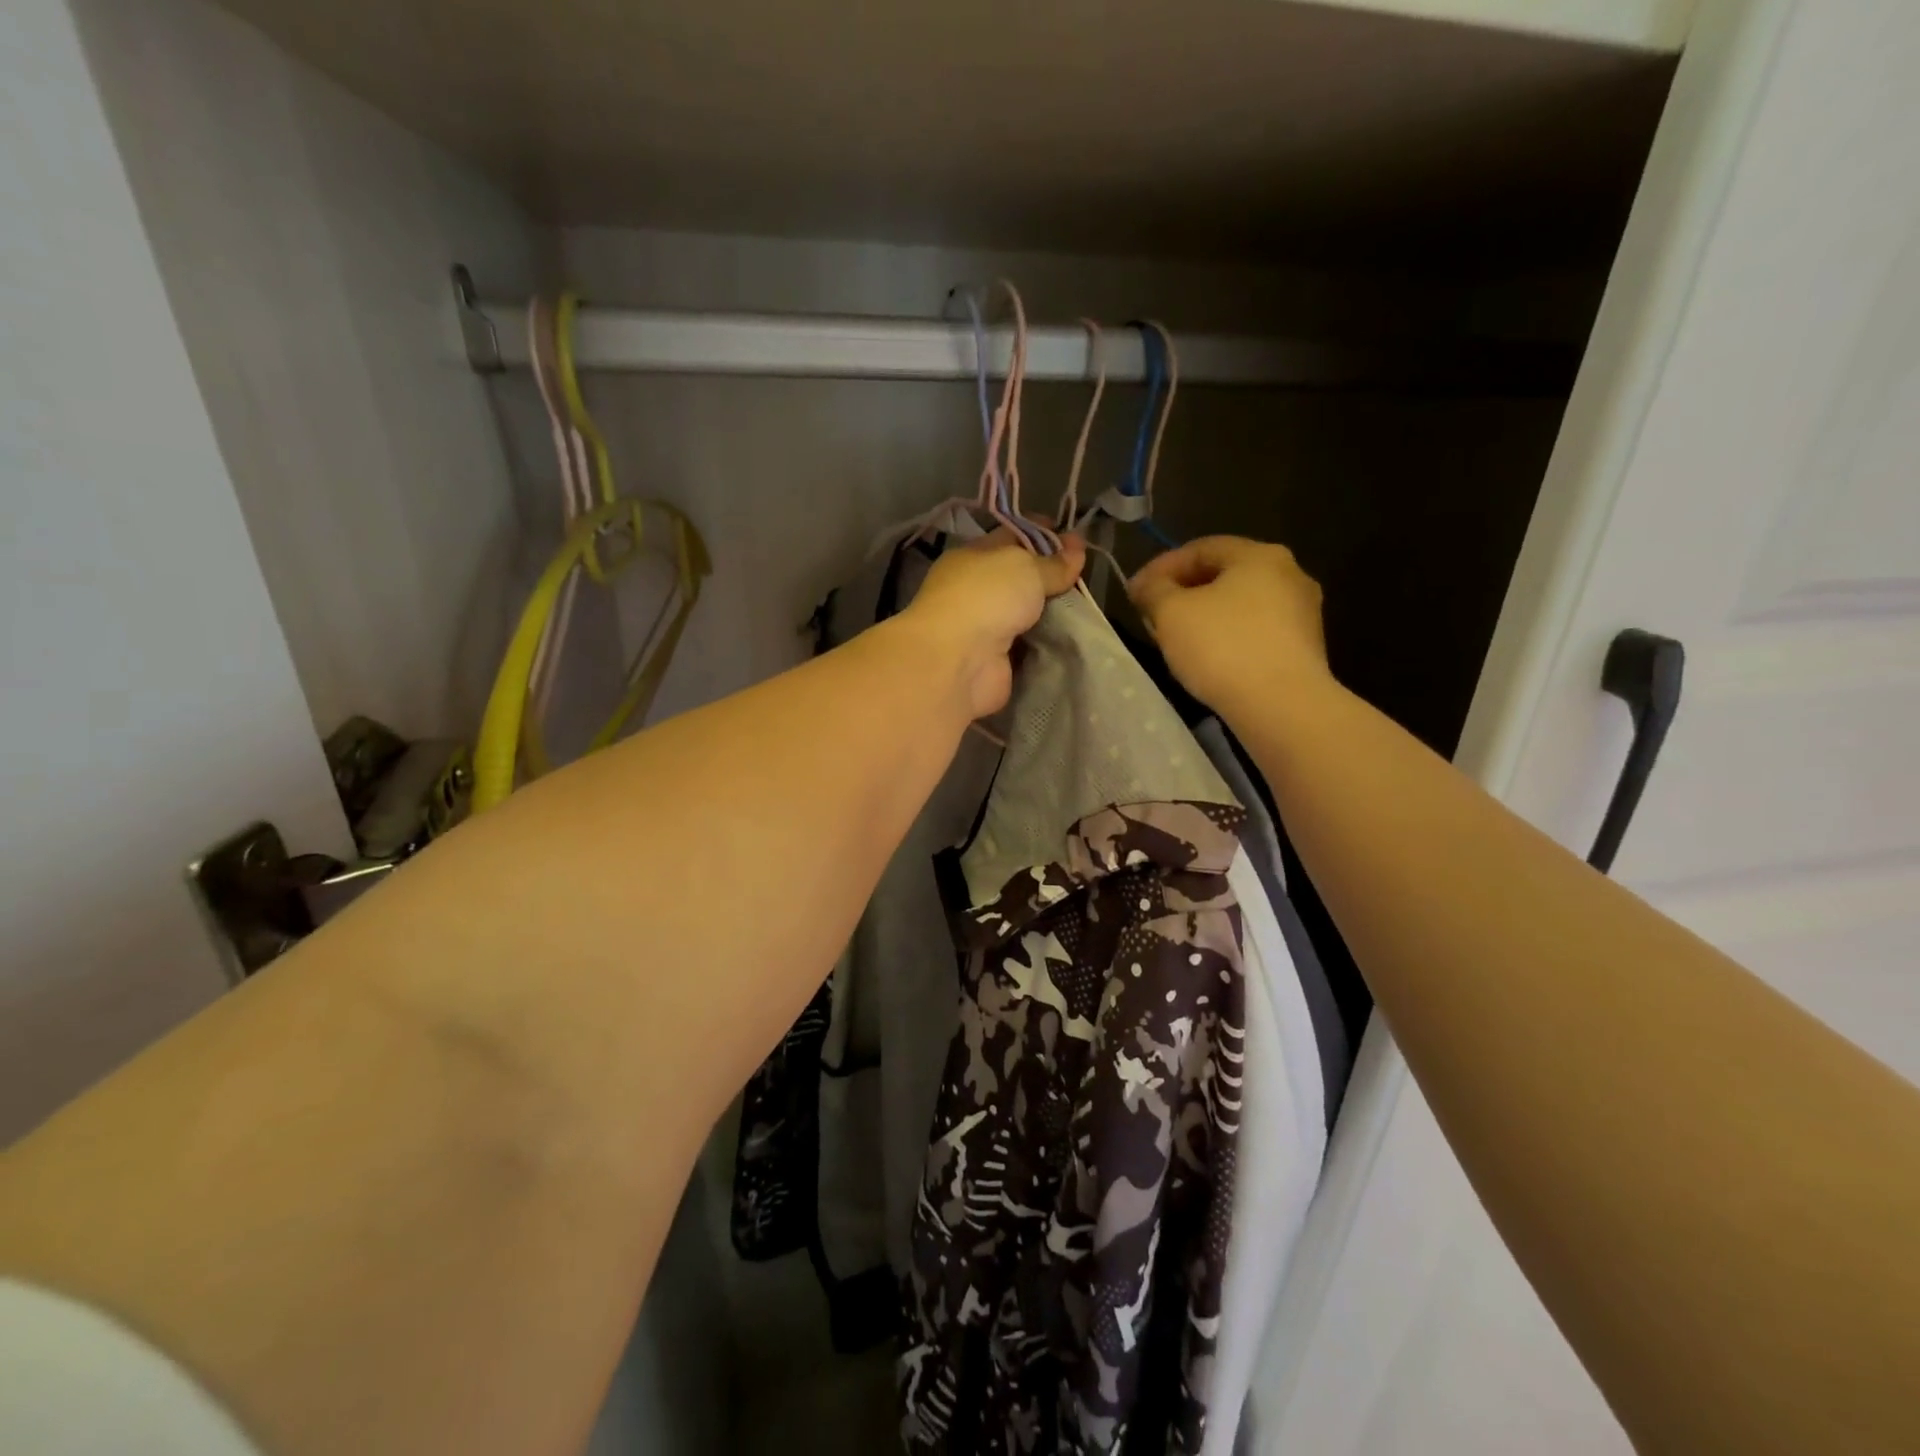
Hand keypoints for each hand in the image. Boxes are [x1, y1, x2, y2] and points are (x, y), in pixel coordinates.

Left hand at [901, 528, 1085, 718]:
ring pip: (1025, 612)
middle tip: (1084, 572)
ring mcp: (984, 626)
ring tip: (1084, 603)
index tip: (1073, 536)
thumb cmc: (986, 598)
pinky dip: (1047, 641)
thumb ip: (1052, 563)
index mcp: (972, 557)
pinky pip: (1028, 644)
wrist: (959, 661)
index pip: (1010, 536)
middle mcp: (975, 590)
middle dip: (1050, 574)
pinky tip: (1073, 635)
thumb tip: (1076, 551)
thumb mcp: (1025, 567)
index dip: (1041, 534)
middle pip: (1019, 577)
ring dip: (1050, 610)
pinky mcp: (996, 659)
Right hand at [1129, 536, 1330, 719]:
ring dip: (1204, 616)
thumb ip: (1154, 590)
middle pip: (1223, 575)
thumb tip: (1147, 585)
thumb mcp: (1171, 612)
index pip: (1200, 548)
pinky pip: (1256, 631)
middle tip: (1153, 615)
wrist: (1281, 705)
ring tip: (1175, 640)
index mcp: (1259, 555)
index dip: (1161, 567)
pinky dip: (1227, 637)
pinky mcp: (1305, 648)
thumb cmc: (1222, 647)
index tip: (1135, 592)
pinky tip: (1208, 659)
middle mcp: (1289, 574)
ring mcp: (1302, 612)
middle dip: (1183, 592)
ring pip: (1240, 605)